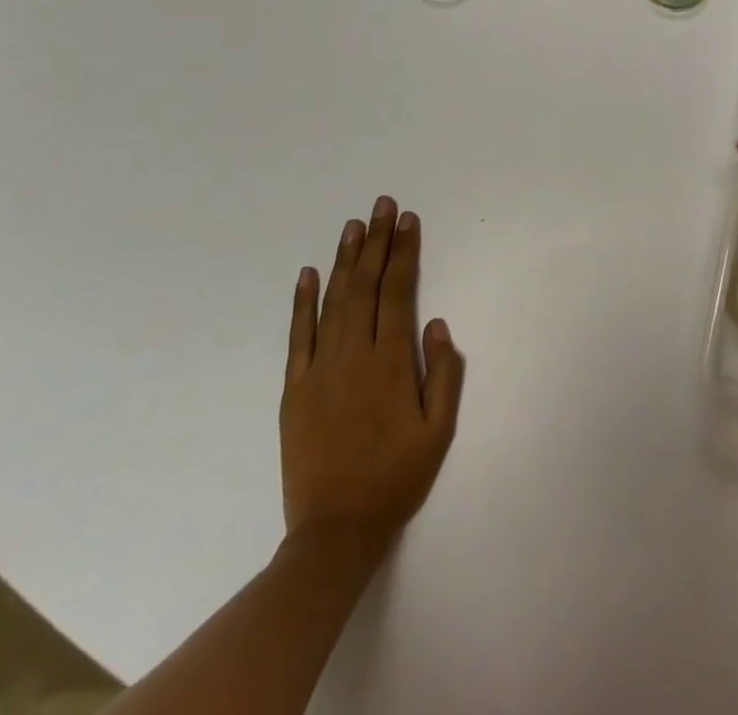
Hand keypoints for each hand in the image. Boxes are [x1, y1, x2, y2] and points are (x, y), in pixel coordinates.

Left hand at [280, 196, 464, 556]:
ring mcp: (319, 370)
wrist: (335, 531)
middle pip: (365, 286)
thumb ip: (443, 373)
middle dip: (376, 241)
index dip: (404, 252)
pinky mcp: (295, 389)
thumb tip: (436, 323)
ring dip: (344, 260)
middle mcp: (353, 356)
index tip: (408, 220)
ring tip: (353, 225)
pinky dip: (302, 303)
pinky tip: (307, 274)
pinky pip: (298, 336)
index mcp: (390, 363)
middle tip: (381, 204)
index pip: (398, 292)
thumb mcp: (439, 430)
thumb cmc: (396, 478)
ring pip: (333, 302)